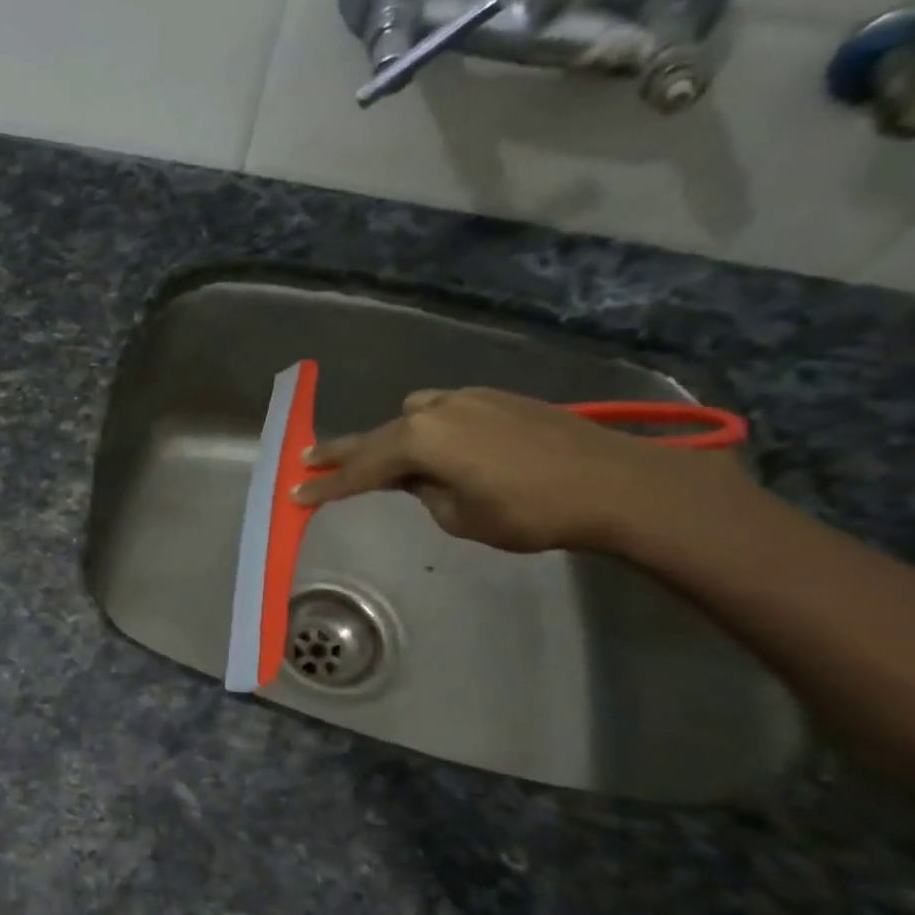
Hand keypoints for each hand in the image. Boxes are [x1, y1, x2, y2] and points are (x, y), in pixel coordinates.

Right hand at [294, 387, 745, 554]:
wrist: (619, 482)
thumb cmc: (532, 511)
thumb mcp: (461, 516)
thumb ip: (425, 492)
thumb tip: (420, 478)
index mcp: (421, 439)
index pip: (361, 469)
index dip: (327, 487)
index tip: (296, 496)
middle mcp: (437, 409)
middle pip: (377, 436)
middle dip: (342, 453)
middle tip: (306, 460)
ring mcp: (469, 398)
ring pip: (412, 417)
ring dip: (392, 439)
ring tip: (382, 461)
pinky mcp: (498, 398)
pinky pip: (444, 412)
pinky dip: (428, 430)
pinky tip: (439, 448)